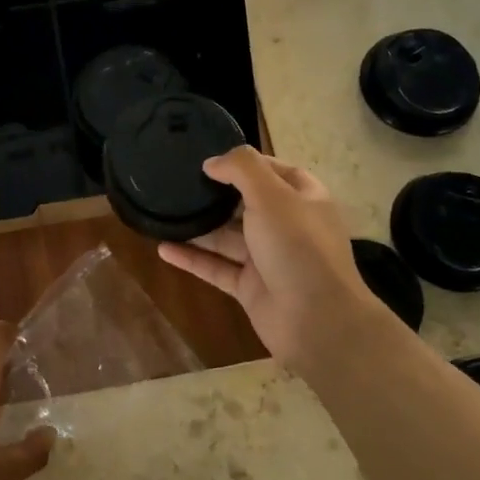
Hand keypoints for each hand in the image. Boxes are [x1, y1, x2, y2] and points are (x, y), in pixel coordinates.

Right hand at [158, 147, 379, 369]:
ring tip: (164, 213)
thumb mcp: (272, 195)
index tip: (211, 159)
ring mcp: (268, 259)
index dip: (247, 163)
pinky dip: (192, 259)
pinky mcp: (250, 287)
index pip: (275, 171)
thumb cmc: (298, 247)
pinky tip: (163, 249)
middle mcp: (287, 226)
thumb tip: (212, 163)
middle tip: (179, 183)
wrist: (316, 320)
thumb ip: (242, 169)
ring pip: (227, 238)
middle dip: (217, 195)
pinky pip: (216, 268)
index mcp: (303, 199)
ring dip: (199, 227)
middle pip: (247, 204)